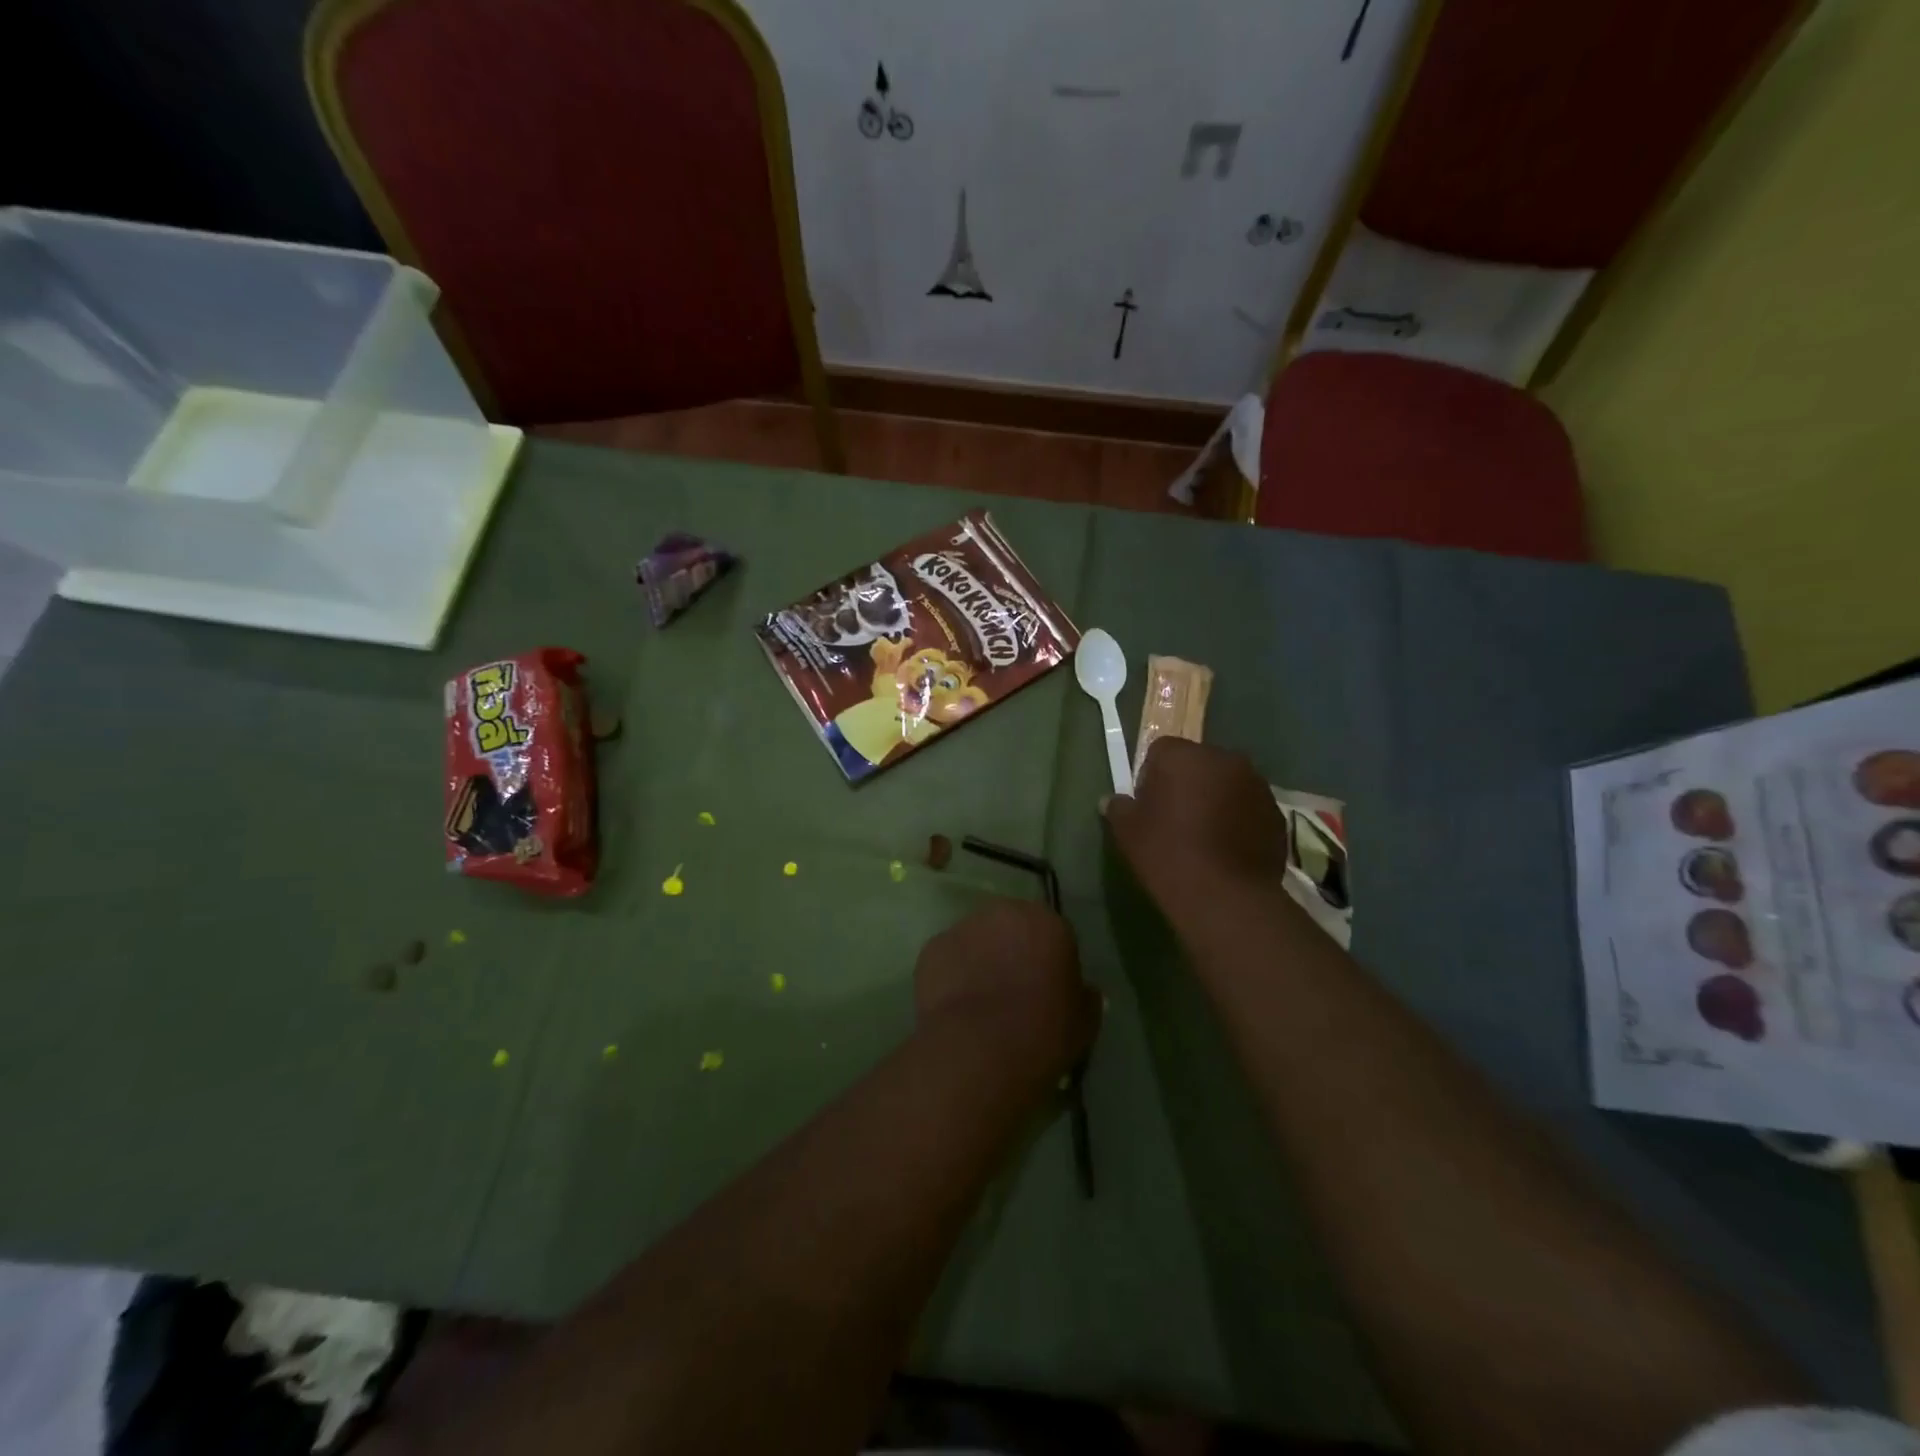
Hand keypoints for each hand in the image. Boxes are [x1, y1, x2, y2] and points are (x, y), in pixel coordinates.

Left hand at [914, 899, 1099, 1083]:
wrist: (979, 1050)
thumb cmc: (1043, 1034)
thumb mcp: (1084, 1023)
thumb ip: (1085, 998)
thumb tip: (1084, 991)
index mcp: (1048, 923)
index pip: (1054, 933)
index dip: (1050, 961)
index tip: (1048, 989)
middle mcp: (1005, 912)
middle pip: (1011, 927)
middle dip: (1012, 951)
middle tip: (1013, 990)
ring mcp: (964, 927)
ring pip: (976, 940)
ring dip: (980, 959)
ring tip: (980, 1001)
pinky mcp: (932, 947)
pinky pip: (948, 959)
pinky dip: (952, 975)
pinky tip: (955, 1007)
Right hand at [1103, 738, 1289, 929]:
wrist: (1224, 896)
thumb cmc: (1168, 854)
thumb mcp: (1128, 832)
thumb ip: (1119, 808)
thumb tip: (1112, 800)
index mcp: (1184, 755)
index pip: (1160, 751)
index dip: (1151, 776)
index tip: (1148, 804)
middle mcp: (1224, 759)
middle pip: (1198, 763)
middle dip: (1187, 783)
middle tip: (1175, 819)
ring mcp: (1256, 785)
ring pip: (1227, 784)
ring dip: (1216, 799)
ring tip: (1204, 836)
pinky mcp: (1276, 813)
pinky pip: (1248, 807)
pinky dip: (1238, 819)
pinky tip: (1227, 849)